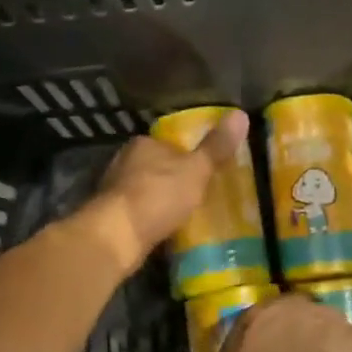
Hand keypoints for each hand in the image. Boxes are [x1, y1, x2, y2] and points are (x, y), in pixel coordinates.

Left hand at [79, 110, 249, 270]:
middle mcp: (124, 161)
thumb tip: (241, 114)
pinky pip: (137, 212)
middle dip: (172, 178)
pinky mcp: (109, 216)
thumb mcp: (196, 169)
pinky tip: (163, 229)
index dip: (186, 155)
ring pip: (144, 189)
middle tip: (197, 192)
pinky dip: (149, 218)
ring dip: (159, 199)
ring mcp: (113, 190)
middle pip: (155, 166)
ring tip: (183, 213)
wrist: (117, 237)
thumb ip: (216, 146)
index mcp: (144, 143)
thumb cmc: (158, 195)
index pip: (169, 143)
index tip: (202, 169)